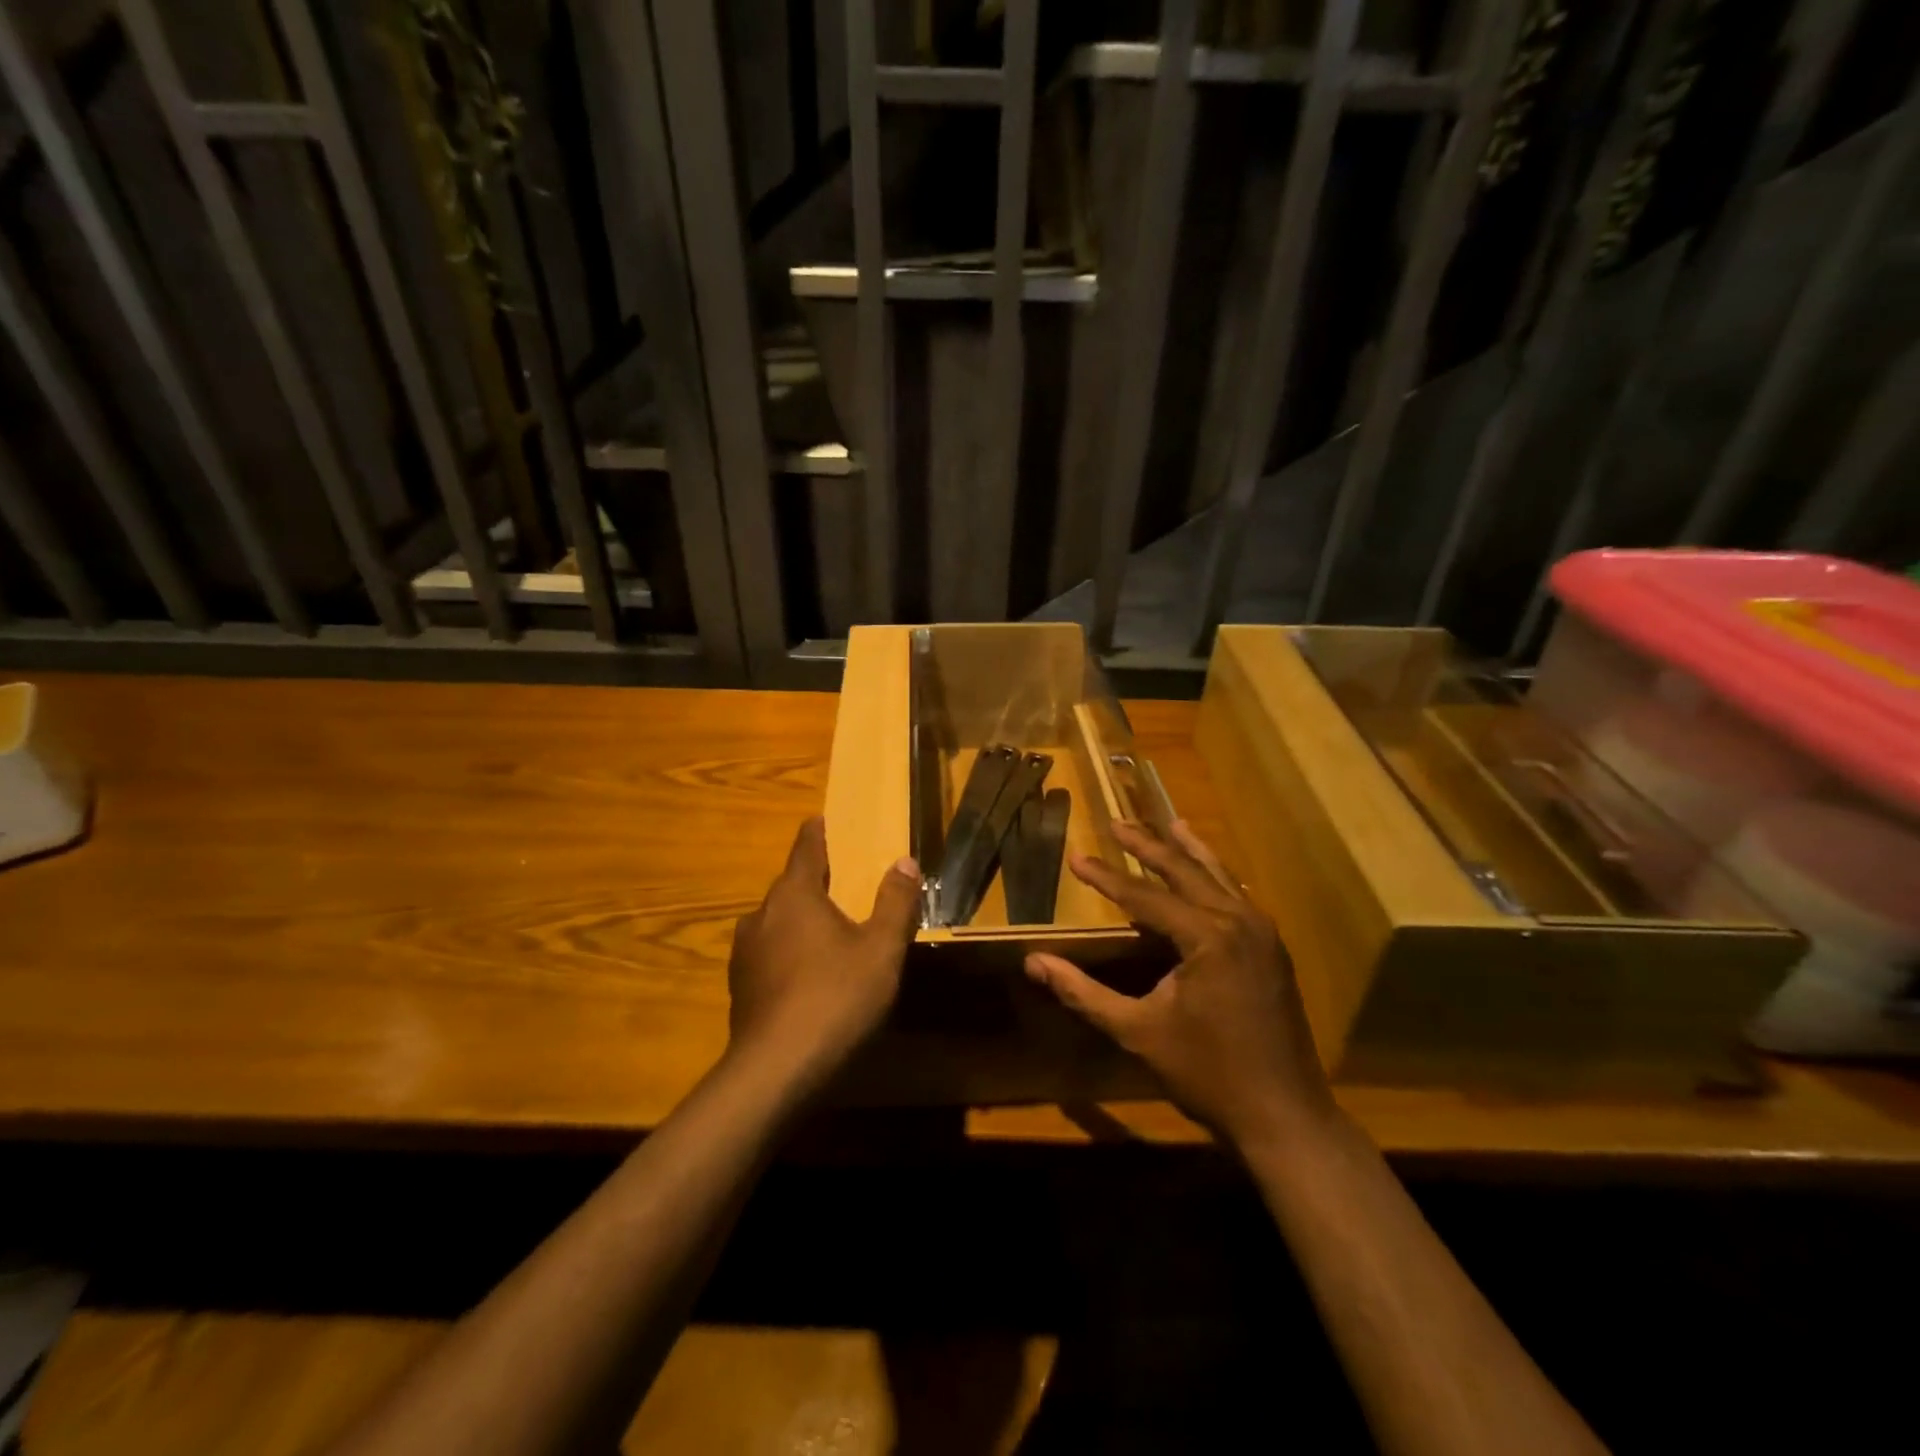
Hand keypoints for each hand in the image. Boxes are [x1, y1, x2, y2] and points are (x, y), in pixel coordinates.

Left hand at [726, 817, 921, 1090]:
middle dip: (815, 880)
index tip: (823, 820)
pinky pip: (769, 952)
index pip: (805, 847)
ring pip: (777, 920)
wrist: (775, 1071)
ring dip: (800, 918)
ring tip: (828, 931)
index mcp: (794, 895)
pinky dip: (788, 950)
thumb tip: (904, 861)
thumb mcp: (881, 950)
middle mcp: (762, 914)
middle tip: (844, 883)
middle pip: (790, 885)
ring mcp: (744, 952)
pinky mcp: (740, 986)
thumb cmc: (835, 998)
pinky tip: (807, 975)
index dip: (817, 832)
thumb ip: (895, 902)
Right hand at [1023, 820, 1335, 1151]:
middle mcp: (1239, 921)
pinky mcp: (1272, 949)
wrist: (1285, 1116)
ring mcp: (1262, 933)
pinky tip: (1208, 873)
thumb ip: (1083, 992)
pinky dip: (1215, 877)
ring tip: (1169, 824)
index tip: (1076, 855)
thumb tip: (1033, 963)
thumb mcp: (1137, 1031)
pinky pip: (1238, 897)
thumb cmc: (1207, 1073)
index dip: (1106, 876)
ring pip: (1219, 877)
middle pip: (1185, 871)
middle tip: (1117, 823)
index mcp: (1207, 936)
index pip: (1144, 895)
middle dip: (1148, 846)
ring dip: (1188, 851)